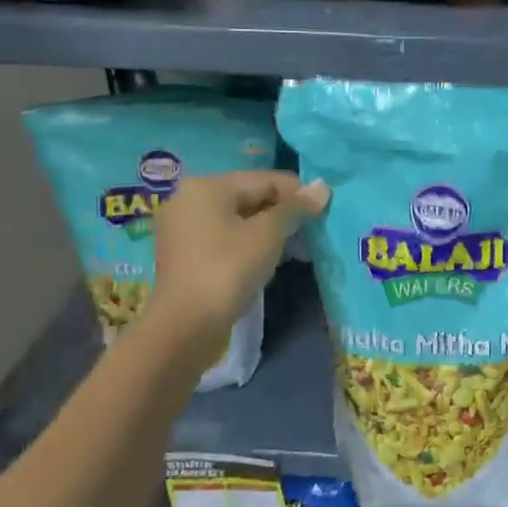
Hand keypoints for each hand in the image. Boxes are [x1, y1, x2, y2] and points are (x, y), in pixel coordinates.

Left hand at [139, 171, 328, 369]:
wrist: (186, 326)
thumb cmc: (228, 269)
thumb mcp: (268, 234)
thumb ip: (295, 208)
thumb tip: (322, 187)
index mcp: (207, 186)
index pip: (264, 180)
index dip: (297, 193)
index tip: (323, 210)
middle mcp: (190, 199)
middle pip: (249, 196)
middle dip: (282, 213)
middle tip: (311, 231)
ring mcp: (184, 229)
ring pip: (238, 219)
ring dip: (267, 230)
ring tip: (293, 248)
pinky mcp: (185, 255)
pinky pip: (225, 238)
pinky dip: (248, 244)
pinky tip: (266, 261)